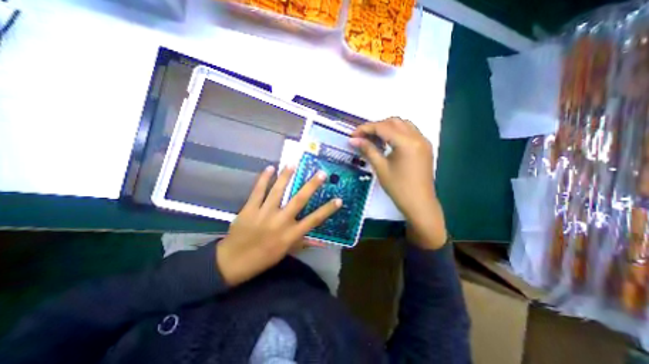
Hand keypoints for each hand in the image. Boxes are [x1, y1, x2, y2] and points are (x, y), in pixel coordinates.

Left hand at [214, 165, 340, 286]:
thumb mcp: (286, 252)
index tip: (338, 199)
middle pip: (299, 200)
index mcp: (290, 234)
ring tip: (294, 164)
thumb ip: (302, 243)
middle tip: (321, 173)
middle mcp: (280, 221)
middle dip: (311, 186)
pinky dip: (263, 179)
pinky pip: (258, 191)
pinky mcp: (249, 209)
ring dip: (286, 176)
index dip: (327, 209)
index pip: (314, 220)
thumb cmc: (263, 259)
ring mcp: (264, 213)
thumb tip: (320, 241)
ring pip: (278, 191)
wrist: (233, 262)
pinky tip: (269, 168)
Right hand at [350, 118, 446, 248]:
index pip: (382, 127)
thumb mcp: (381, 168)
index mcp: (406, 142)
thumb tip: (353, 139)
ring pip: (403, 125)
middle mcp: (417, 137)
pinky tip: (388, 143)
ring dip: (387, 128)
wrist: (419, 204)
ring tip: (374, 139)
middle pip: (394, 121)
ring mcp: (423, 141)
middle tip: (363, 137)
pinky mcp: (425, 147)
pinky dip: (396, 133)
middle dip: (376, 126)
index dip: (365, 128)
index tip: (353, 134)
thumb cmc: (398, 188)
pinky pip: (409, 133)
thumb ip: (367, 150)